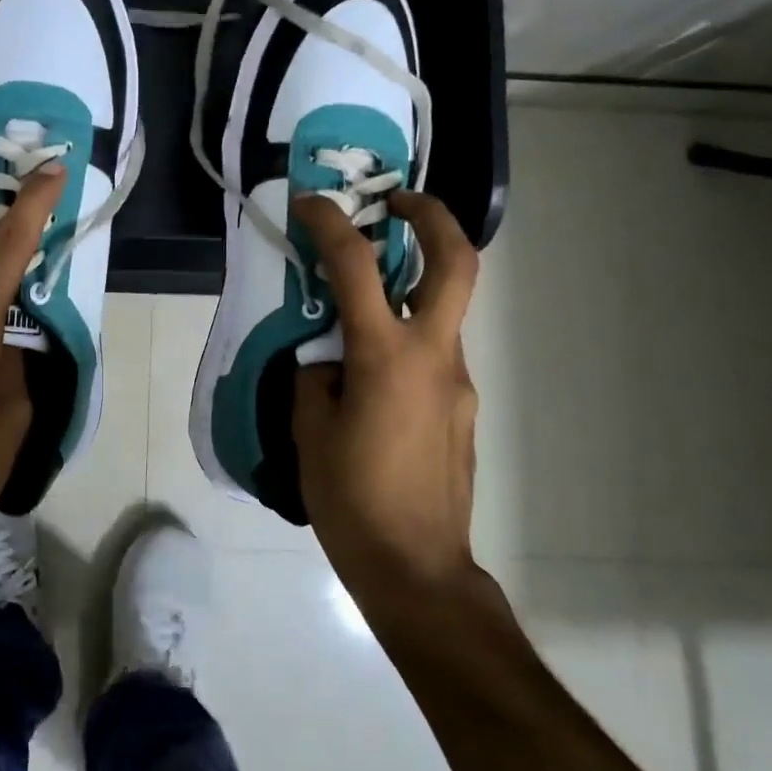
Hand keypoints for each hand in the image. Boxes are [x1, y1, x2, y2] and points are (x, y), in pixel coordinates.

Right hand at [291, 191, 482, 602]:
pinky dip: (405, 339)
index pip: (357, 268)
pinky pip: (434, 354)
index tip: (309, 203)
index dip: (331, 225)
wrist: (417, 568)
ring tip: (359, 305)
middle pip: (457, 264)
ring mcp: (457, 381)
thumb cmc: (352, 498)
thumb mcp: (309, 429)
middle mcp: (434, 356)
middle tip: (399, 202)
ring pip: (442, 311)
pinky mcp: (462, 407)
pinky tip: (370, 376)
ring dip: (410, 286)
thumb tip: (325, 358)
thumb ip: (314, 376)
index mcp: (386, 357)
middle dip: (433, 217)